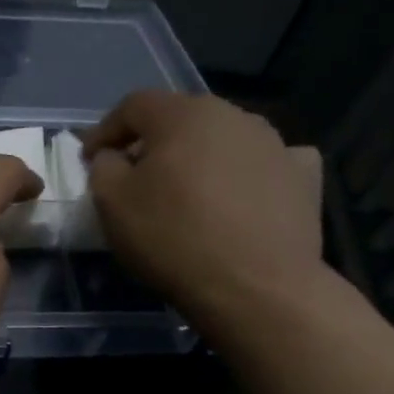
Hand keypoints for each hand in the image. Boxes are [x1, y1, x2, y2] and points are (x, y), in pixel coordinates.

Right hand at [84, 91, 328, 325]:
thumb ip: (103, 168)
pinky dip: (248, 173)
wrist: (256, 287)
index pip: (134, 106)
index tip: (89, 160)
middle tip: (136, 177)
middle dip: (153, 144)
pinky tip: (242, 196)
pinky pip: (266, 164)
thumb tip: (113, 157)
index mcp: (183, 114)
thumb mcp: (112, 204)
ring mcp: (275, 143)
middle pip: (182, 120)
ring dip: (200, 158)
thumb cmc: (173, 239)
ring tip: (188, 193)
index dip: (105, 131)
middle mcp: (233, 115)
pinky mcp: (304, 176)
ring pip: (224, 140)